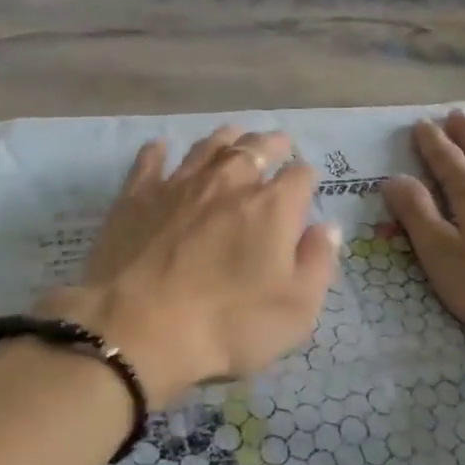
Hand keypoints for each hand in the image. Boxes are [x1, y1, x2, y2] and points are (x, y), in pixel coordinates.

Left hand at [42, 127, 339, 406]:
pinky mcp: (137, 195)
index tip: (304, 187)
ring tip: (232, 136)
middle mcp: (229, 181)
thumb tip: (327, 228)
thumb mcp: (296, 310)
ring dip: (225, 138)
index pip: (300, 176)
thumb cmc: (228, 325)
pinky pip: (150, 161)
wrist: (139, 329)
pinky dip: (159, 151)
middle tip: (276, 143)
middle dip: (270, 144)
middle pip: (255, 148)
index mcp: (273, 206)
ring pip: (207, 146)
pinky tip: (160, 147)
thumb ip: (318, 264)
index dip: (305, 179)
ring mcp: (179, 184)